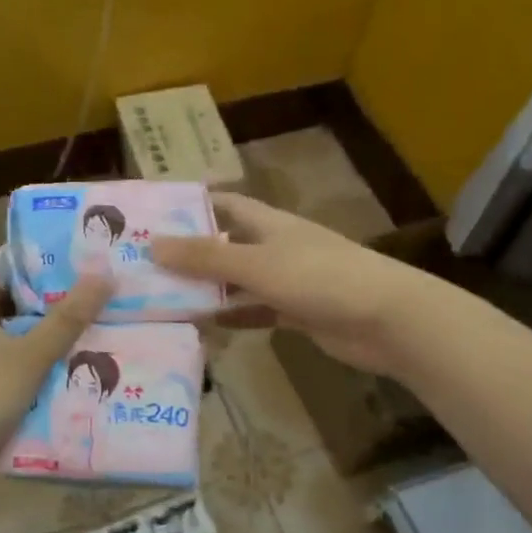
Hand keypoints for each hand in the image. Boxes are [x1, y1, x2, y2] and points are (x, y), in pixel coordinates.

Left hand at [0, 270, 111, 494]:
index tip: (78, 255)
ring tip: (103, 328)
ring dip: (55, 339)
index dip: (37, 260)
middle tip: (102, 293)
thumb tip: (104, 274)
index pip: (5, 270)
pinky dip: (46, 371)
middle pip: (19, 307)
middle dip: (56, 302)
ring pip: (23, 342)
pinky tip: (81, 373)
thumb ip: (67, 318)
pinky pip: (22, 373)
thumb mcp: (29, 355)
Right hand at [154, 193, 417, 375]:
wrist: (385, 320)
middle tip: (146, 267)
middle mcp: (275, 247)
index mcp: (269, 223)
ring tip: (162, 300)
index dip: (193, 208)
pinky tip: (203, 327)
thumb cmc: (319, 278)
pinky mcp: (296, 312)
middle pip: (226, 245)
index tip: (155, 218)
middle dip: (191, 255)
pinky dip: (232, 317)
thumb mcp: (256, 264)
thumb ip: (205, 257)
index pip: (225, 205)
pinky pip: (254, 311)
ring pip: (237, 282)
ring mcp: (287, 281)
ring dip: (208, 290)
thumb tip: (152, 244)